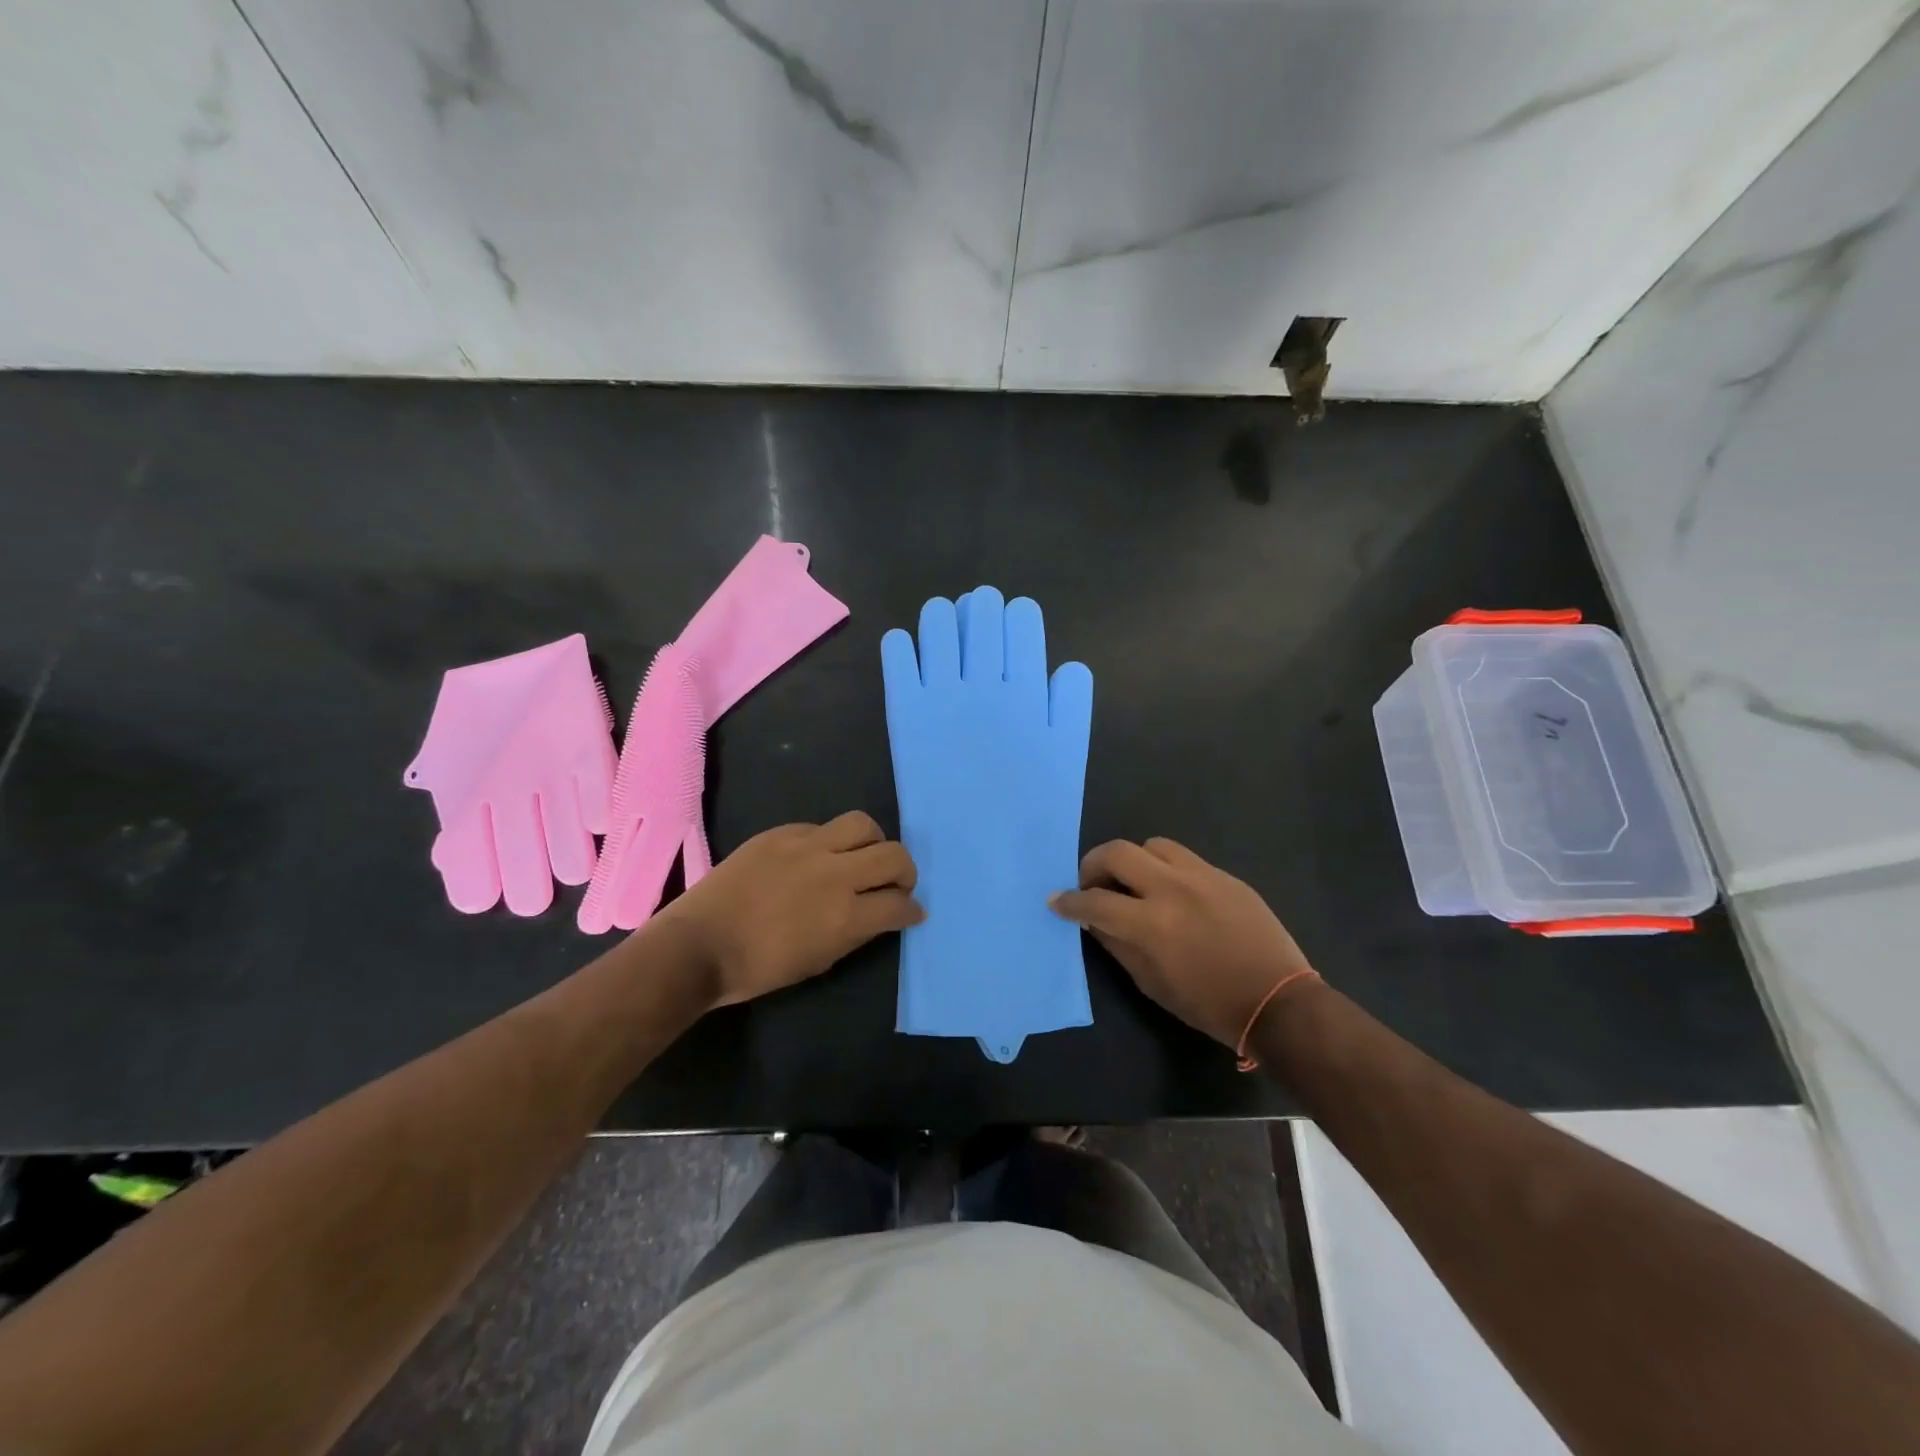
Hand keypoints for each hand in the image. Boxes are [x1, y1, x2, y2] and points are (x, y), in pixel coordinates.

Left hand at [659, 811, 922, 1007]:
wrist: (699, 944)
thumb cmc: (758, 968)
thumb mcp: (819, 961)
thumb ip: (856, 933)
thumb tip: (881, 915)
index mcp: (844, 916)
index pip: (899, 903)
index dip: (912, 910)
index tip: (912, 912)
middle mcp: (834, 874)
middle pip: (893, 855)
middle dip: (905, 871)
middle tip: (896, 883)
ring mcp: (806, 846)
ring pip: (863, 824)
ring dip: (873, 843)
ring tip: (861, 858)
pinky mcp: (782, 832)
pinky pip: (821, 826)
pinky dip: (831, 842)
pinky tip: (816, 858)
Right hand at [1050, 837, 1316, 1048]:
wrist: (1279, 1002)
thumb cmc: (1209, 1005)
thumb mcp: (1152, 984)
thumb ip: (1118, 945)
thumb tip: (1094, 921)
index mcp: (1152, 924)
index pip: (1095, 901)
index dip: (1069, 901)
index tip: (1057, 901)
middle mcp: (1173, 889)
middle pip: (1117, 852)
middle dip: (1093, 864)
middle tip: (1092, 883)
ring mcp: (1203, 876)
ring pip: (1152, 844)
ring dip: (1134, 861)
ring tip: (1135, 884)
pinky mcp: (1225, 875)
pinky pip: (1184, 858)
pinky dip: (1166, 869)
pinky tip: (1173, 893)